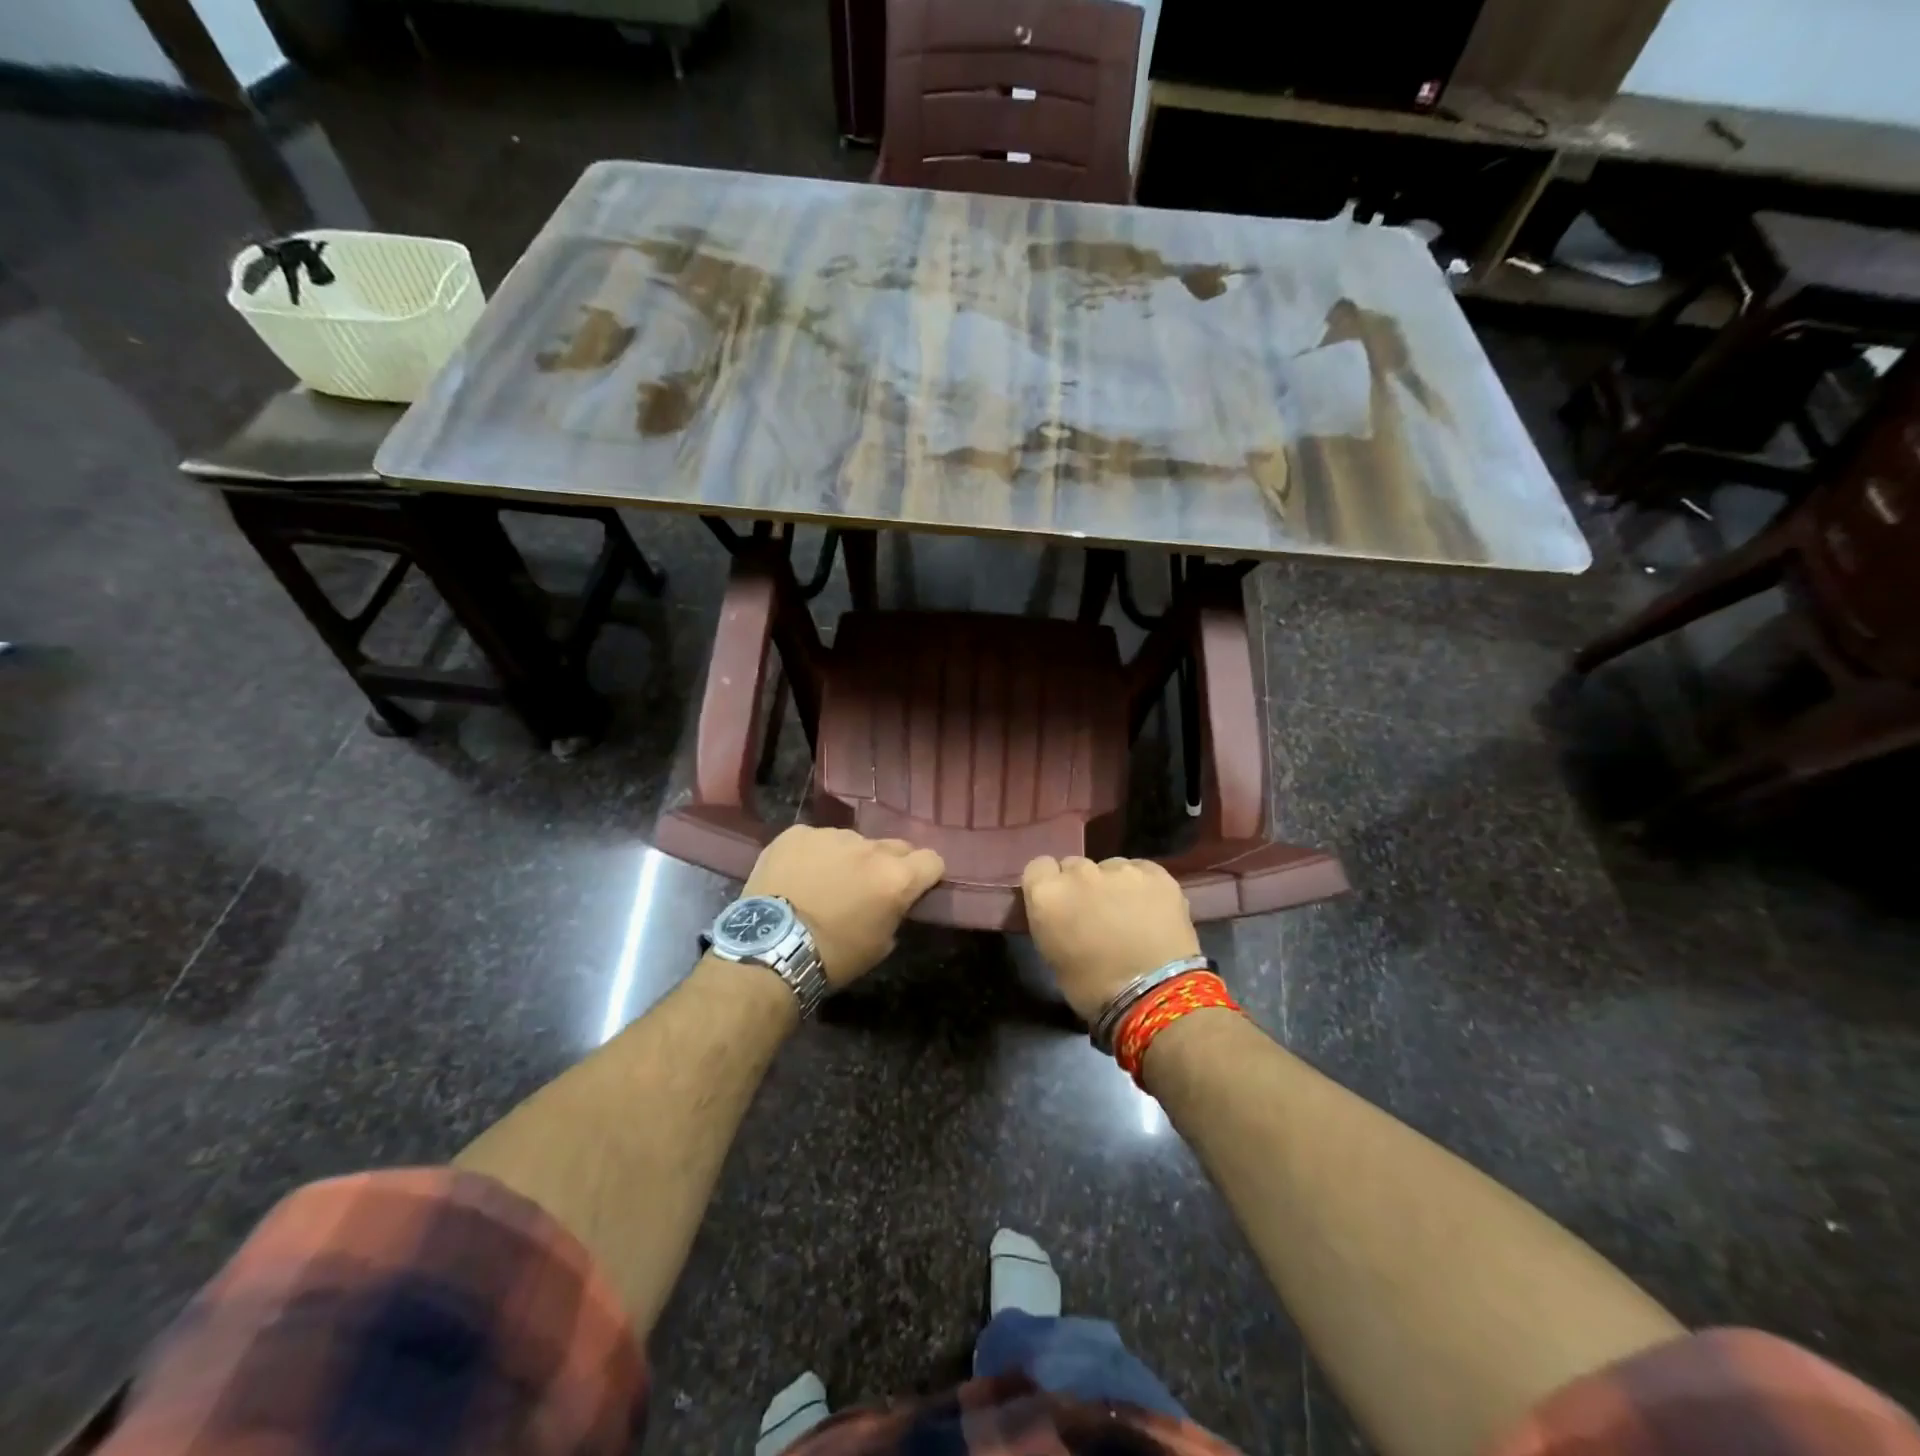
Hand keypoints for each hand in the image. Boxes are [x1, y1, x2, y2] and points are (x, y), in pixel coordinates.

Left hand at [742, 827, 944, 986]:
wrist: (770, 949)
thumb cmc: (832, 956)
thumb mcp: (880, 945)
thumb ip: (895, 912)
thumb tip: (894, 900)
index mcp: (896, 877)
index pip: (932, 860)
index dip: (926, 875)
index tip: (915, 888)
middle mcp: (869, 847)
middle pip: (895, 846)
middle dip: (888, 864)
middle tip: (868, 888)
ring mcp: (831, 835)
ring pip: (853, 842)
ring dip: (848, 859)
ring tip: (825, 884)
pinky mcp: (797, 833)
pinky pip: (816, 840)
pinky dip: (813, 855)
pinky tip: (798, 876)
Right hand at [1021, 856, 1201, 1022]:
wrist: (1156, 994)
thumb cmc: (1094, 989)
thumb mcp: (1053, 956)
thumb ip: (1052, 922)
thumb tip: (1063, 915)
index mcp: (1047, 894)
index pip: (1038, 867)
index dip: (1049, 884)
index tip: (1059, 904)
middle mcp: (1080, 872)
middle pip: (1074, 866)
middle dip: (1081, 885)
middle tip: (1095, 913)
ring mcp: (1120, 869)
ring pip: (1110, 867)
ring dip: (1113, 885)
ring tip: (1129, 915)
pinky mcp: (1156, 873)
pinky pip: (1142, 871)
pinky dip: (1143, 886)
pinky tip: (1152, 911)